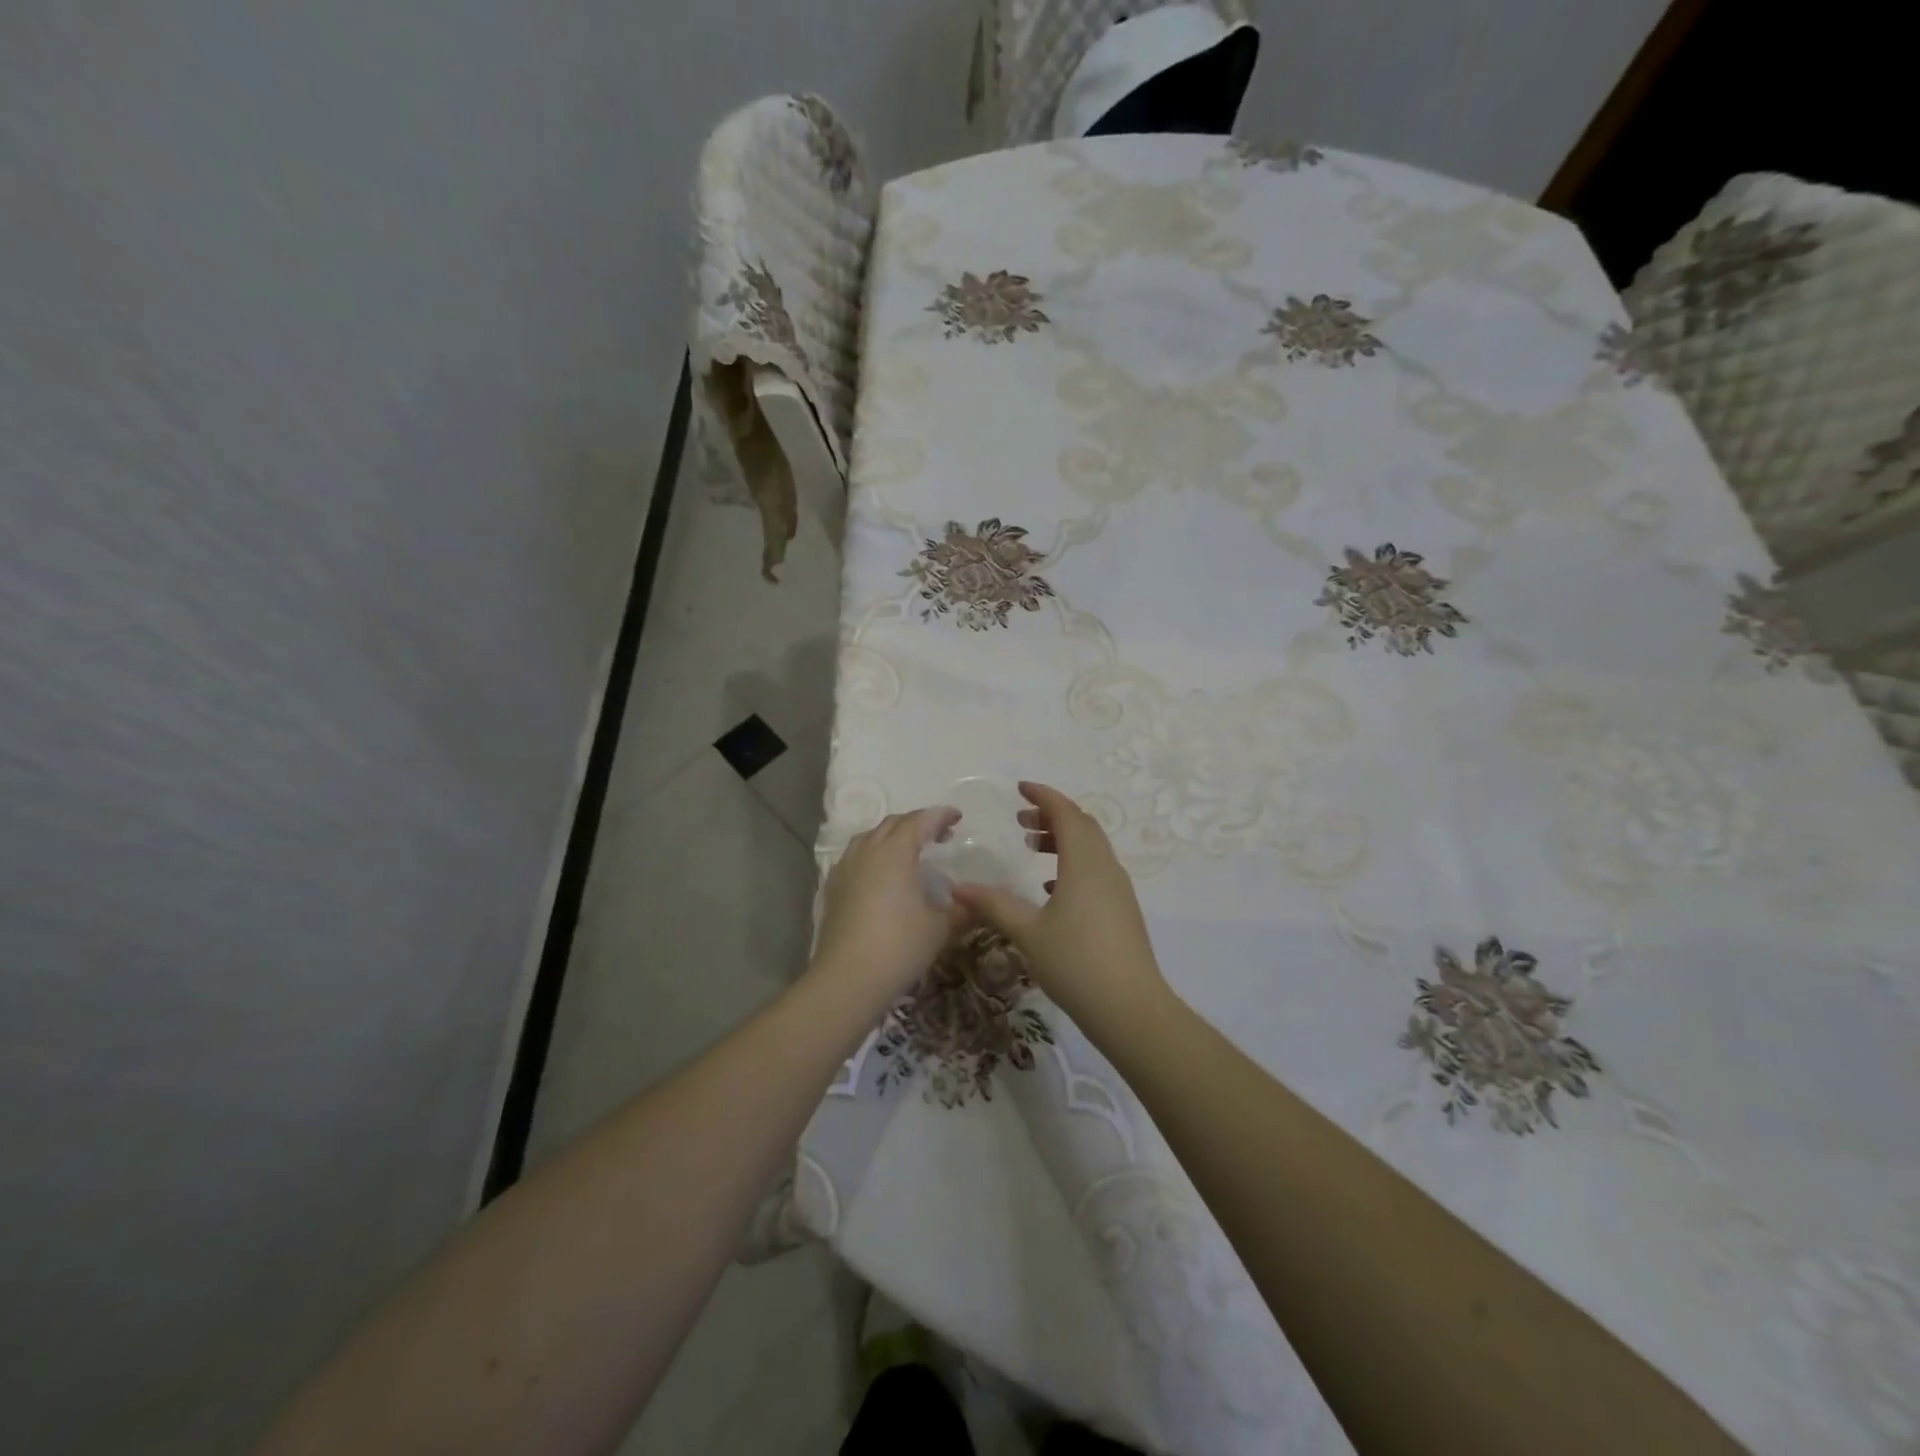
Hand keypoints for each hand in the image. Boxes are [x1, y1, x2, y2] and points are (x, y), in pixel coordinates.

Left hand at [811, 807, 965, 998]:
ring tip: (911, 851)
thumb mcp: (940, 928)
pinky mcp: (833, 887)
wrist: (846, 979)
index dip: (940, 816)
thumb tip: (977, 903)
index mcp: (895, 852)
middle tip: (939, 835)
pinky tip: (883, 875)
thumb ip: (961, 910)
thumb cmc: (899, 947)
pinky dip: (875, 854)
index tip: (957, 817)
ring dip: (893, 836)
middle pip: (893, 824)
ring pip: (870, 837)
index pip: (920, 821)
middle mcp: (867, 851)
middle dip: (917, 823)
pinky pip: (856, 856)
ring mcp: (845, 868)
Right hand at [950, 782, 1169, 1031]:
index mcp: (1085, 862)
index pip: (1066, 813)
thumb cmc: (1076, 962)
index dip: (1044, 796)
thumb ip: (994, 905)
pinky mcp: (1122, 910)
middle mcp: (1106, 867)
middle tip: (1020, 820)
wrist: (1130, 1008)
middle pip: (1082, 826)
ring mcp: (1118, 889)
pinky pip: (1096, 871)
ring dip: (1062, 840)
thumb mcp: (1027, 932)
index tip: (1020, 789)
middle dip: (1052, 816)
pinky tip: (1051, 889)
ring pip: (1091, 849)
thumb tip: (958, 888)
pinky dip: (1072, 865)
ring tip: (1031, 848)